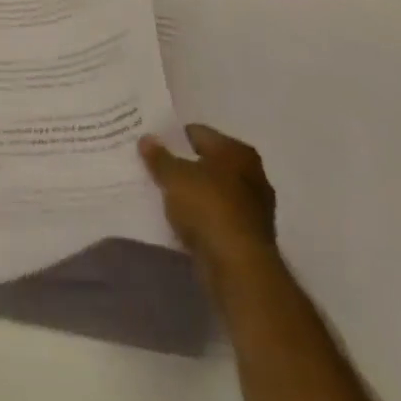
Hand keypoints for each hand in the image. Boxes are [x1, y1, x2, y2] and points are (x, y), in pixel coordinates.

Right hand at [139, 124, 276, 276]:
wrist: (238, 267)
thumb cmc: (207, 207)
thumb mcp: (173, 176)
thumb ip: (158, 156)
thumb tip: (146, 139)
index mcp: (236, 151)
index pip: (197, 133)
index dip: (172, 137)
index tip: (151, 146)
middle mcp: (252, 174)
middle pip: (207, 162)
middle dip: (184, 165)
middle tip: (155, 168)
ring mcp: (254, 207)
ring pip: (213, 191)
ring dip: (193, 193)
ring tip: (164, 195)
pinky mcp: (250, 235)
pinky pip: (218, 216)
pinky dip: (202, 216)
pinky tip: (182, 220)